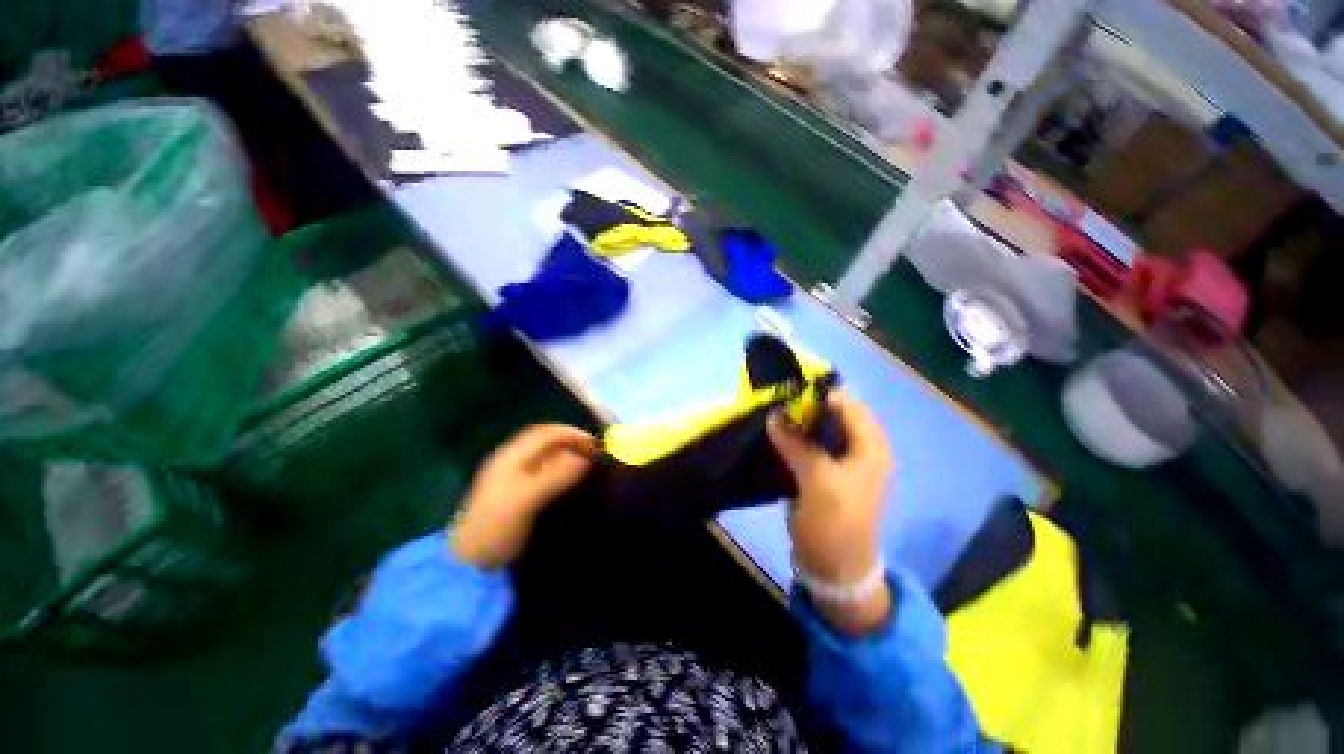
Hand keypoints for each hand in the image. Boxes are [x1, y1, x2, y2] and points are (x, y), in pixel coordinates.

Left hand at [449, 425, 597, 569]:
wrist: (469, 561)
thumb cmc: (496, 525)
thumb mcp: (527, 498)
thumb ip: (557, 474)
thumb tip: (587, 458)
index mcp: (512, 455)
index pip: (547, 433)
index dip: (573, 435)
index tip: (597, 446)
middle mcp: (513, 460)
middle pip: (548, 442)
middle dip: (573, 444)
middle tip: (596, 455)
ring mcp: (514, 477)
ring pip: (547, 456)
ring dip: (568, 456)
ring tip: (589, 466)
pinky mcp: (517, 493)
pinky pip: (545, 472)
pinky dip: (562, 470)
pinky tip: (571, 483)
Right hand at [769, 391, 894, 634]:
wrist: (835, 569)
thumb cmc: (835, 523)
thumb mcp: (818, 481)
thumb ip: (797, 445)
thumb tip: (773, 416)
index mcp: (871, 447)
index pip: (848, 405)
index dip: (819, 396)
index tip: (787, 394)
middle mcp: (861, 449)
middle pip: (833, 415)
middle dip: (805, 409)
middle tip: (776, 407)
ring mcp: (843, 462)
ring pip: (820, 431)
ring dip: (798, 424)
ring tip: (772, 419)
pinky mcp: (826, 473)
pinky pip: (811, 446)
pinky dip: (795, 439)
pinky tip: (776, 438)